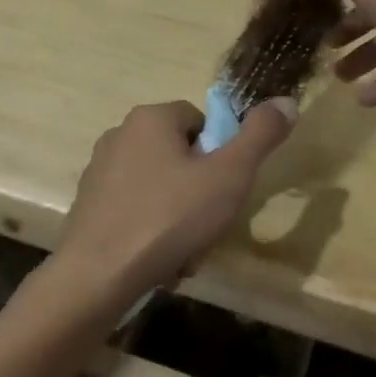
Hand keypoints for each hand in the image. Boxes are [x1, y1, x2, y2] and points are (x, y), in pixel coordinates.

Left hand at [54, 97, 297, 305]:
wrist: (98, 275)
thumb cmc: (170, 217)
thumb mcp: (229, 175)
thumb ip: (260, 136)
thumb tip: (287, 101)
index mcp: (151, 118)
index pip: (201, 121)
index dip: (220, 155)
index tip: (224, 190)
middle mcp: (120, 134)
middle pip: (179, 155)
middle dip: (200, 191)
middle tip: (208, 225)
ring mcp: (99, 170)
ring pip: (159, 187)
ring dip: (178, 216)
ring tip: (184, 252)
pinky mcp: (88, 205)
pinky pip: (134, 209)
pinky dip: (151, 230)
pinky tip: (158, 261)